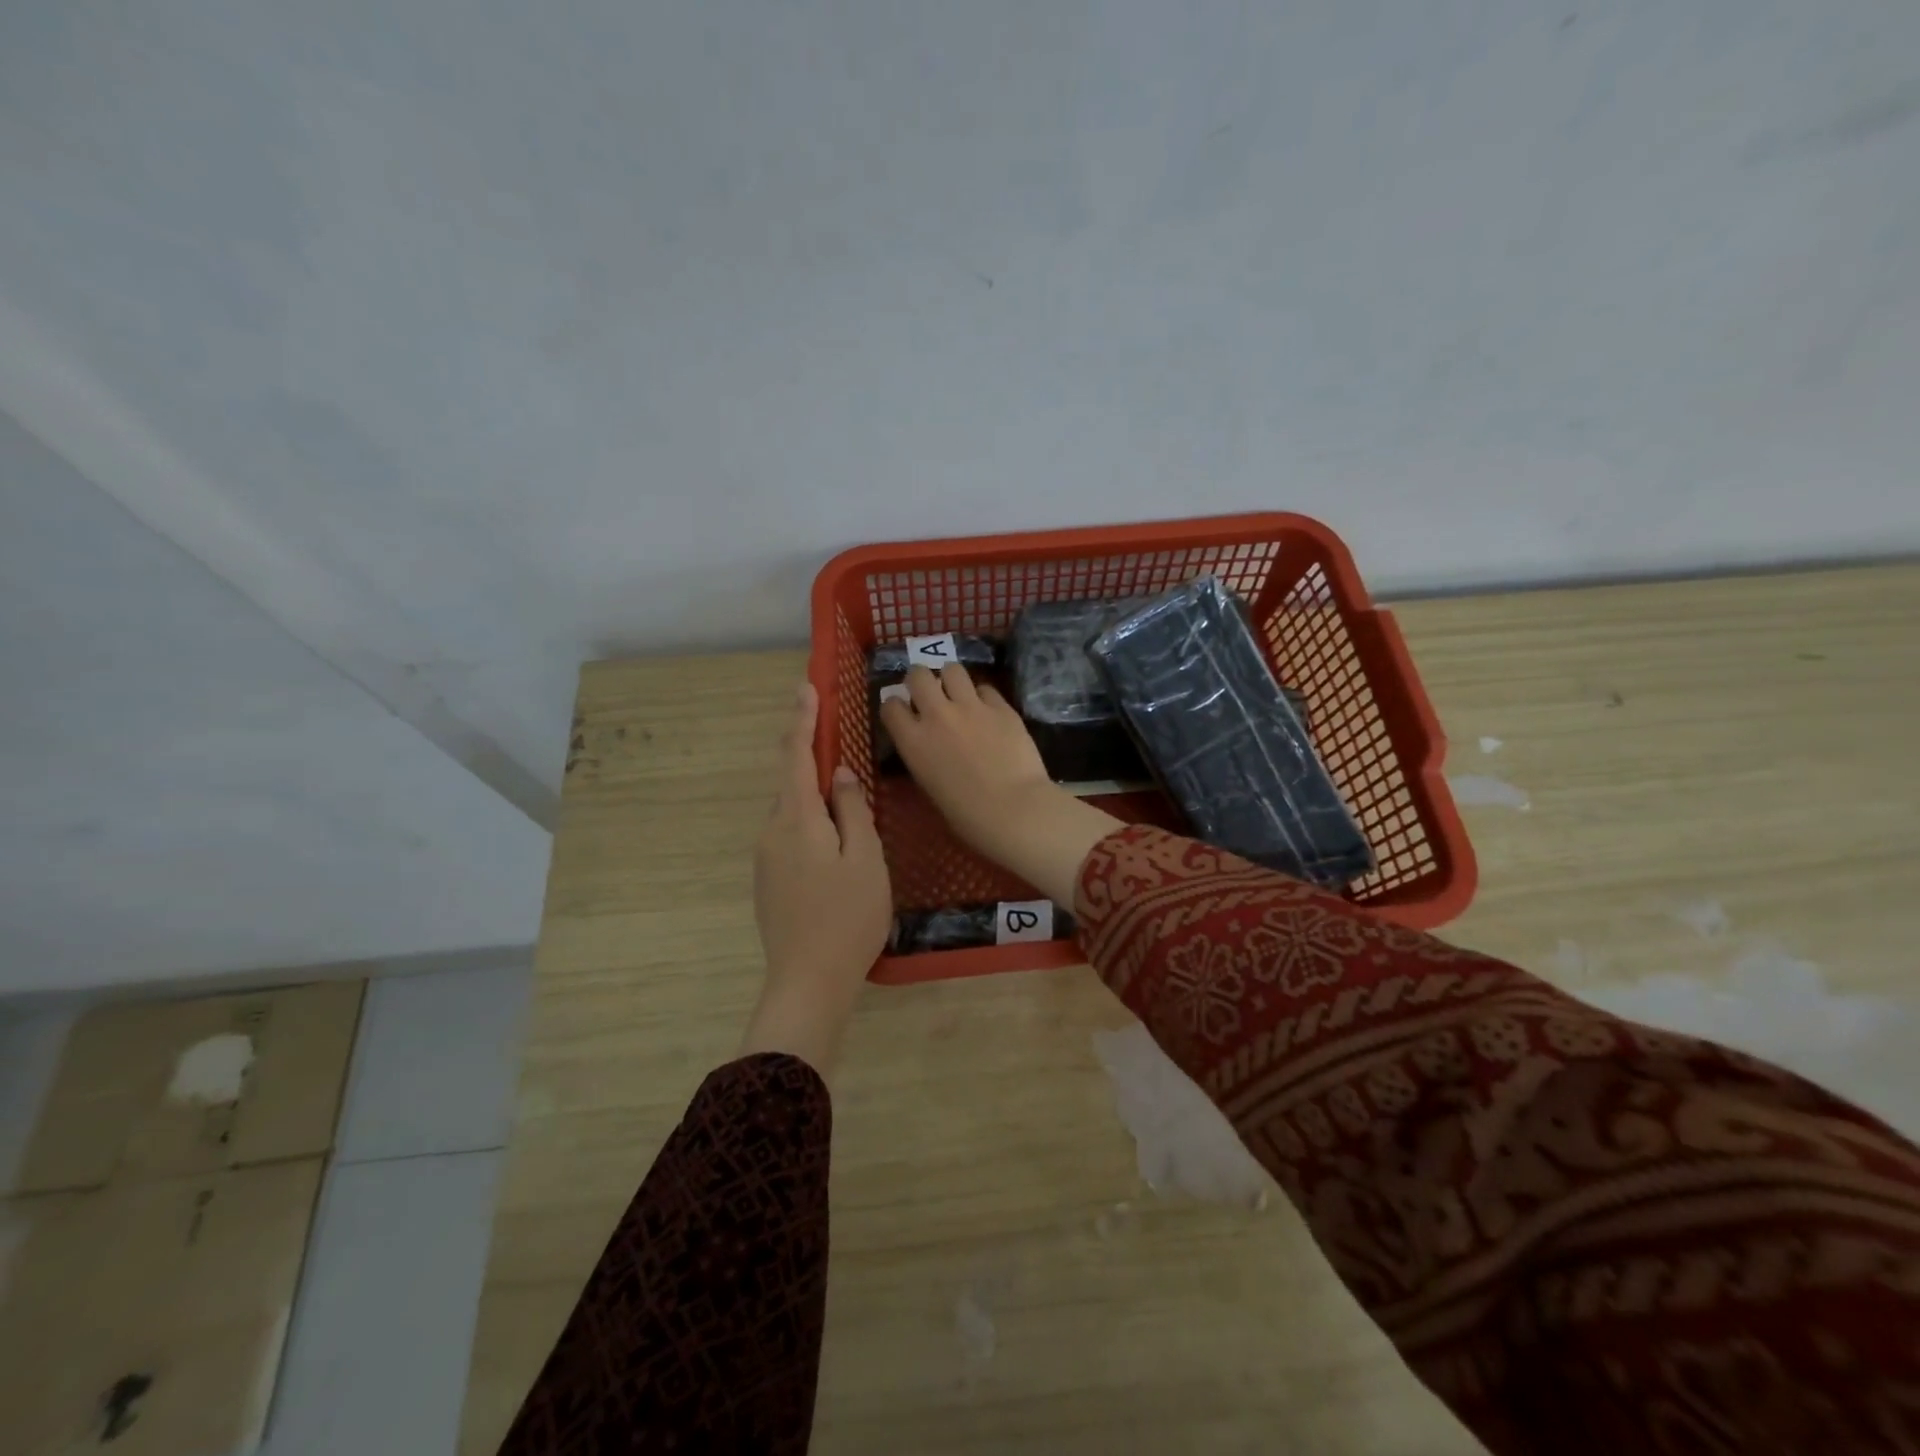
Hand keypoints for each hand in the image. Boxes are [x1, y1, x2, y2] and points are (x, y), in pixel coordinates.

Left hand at [744, 682, 891, 1077]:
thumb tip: (839, 774)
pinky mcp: (768, 880)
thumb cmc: (848, 916)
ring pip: (792, 811)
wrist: (808, 981)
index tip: (805, 686)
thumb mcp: (865, 858)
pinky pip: (790, 835)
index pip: (797, 755)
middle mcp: (772, 831)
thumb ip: (852, 810)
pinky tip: (834, 841)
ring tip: (847, 798)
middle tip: (836, 737)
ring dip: (814, 795)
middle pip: (791, 781)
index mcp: (797, 819)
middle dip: (810, 755)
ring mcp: (766, 858)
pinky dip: (811, 822)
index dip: (802, 719)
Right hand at [880, 665, 1121, 907]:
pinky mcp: (1002, 707)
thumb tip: (930, 744)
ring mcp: (971, 706)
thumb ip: (924, 755)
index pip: (890, 705)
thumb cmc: (967, 815)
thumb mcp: (930, 785)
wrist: (1014, 810)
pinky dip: (983, 696)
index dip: (896, 706)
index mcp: (913, 741)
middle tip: (930, 693)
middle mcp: (937, 715)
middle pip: (918, 675)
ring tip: (959, 693)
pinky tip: (989, 711)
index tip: (904, 713)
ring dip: (952, 679)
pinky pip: (986, 688)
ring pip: (953, 669)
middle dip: (921, 680)